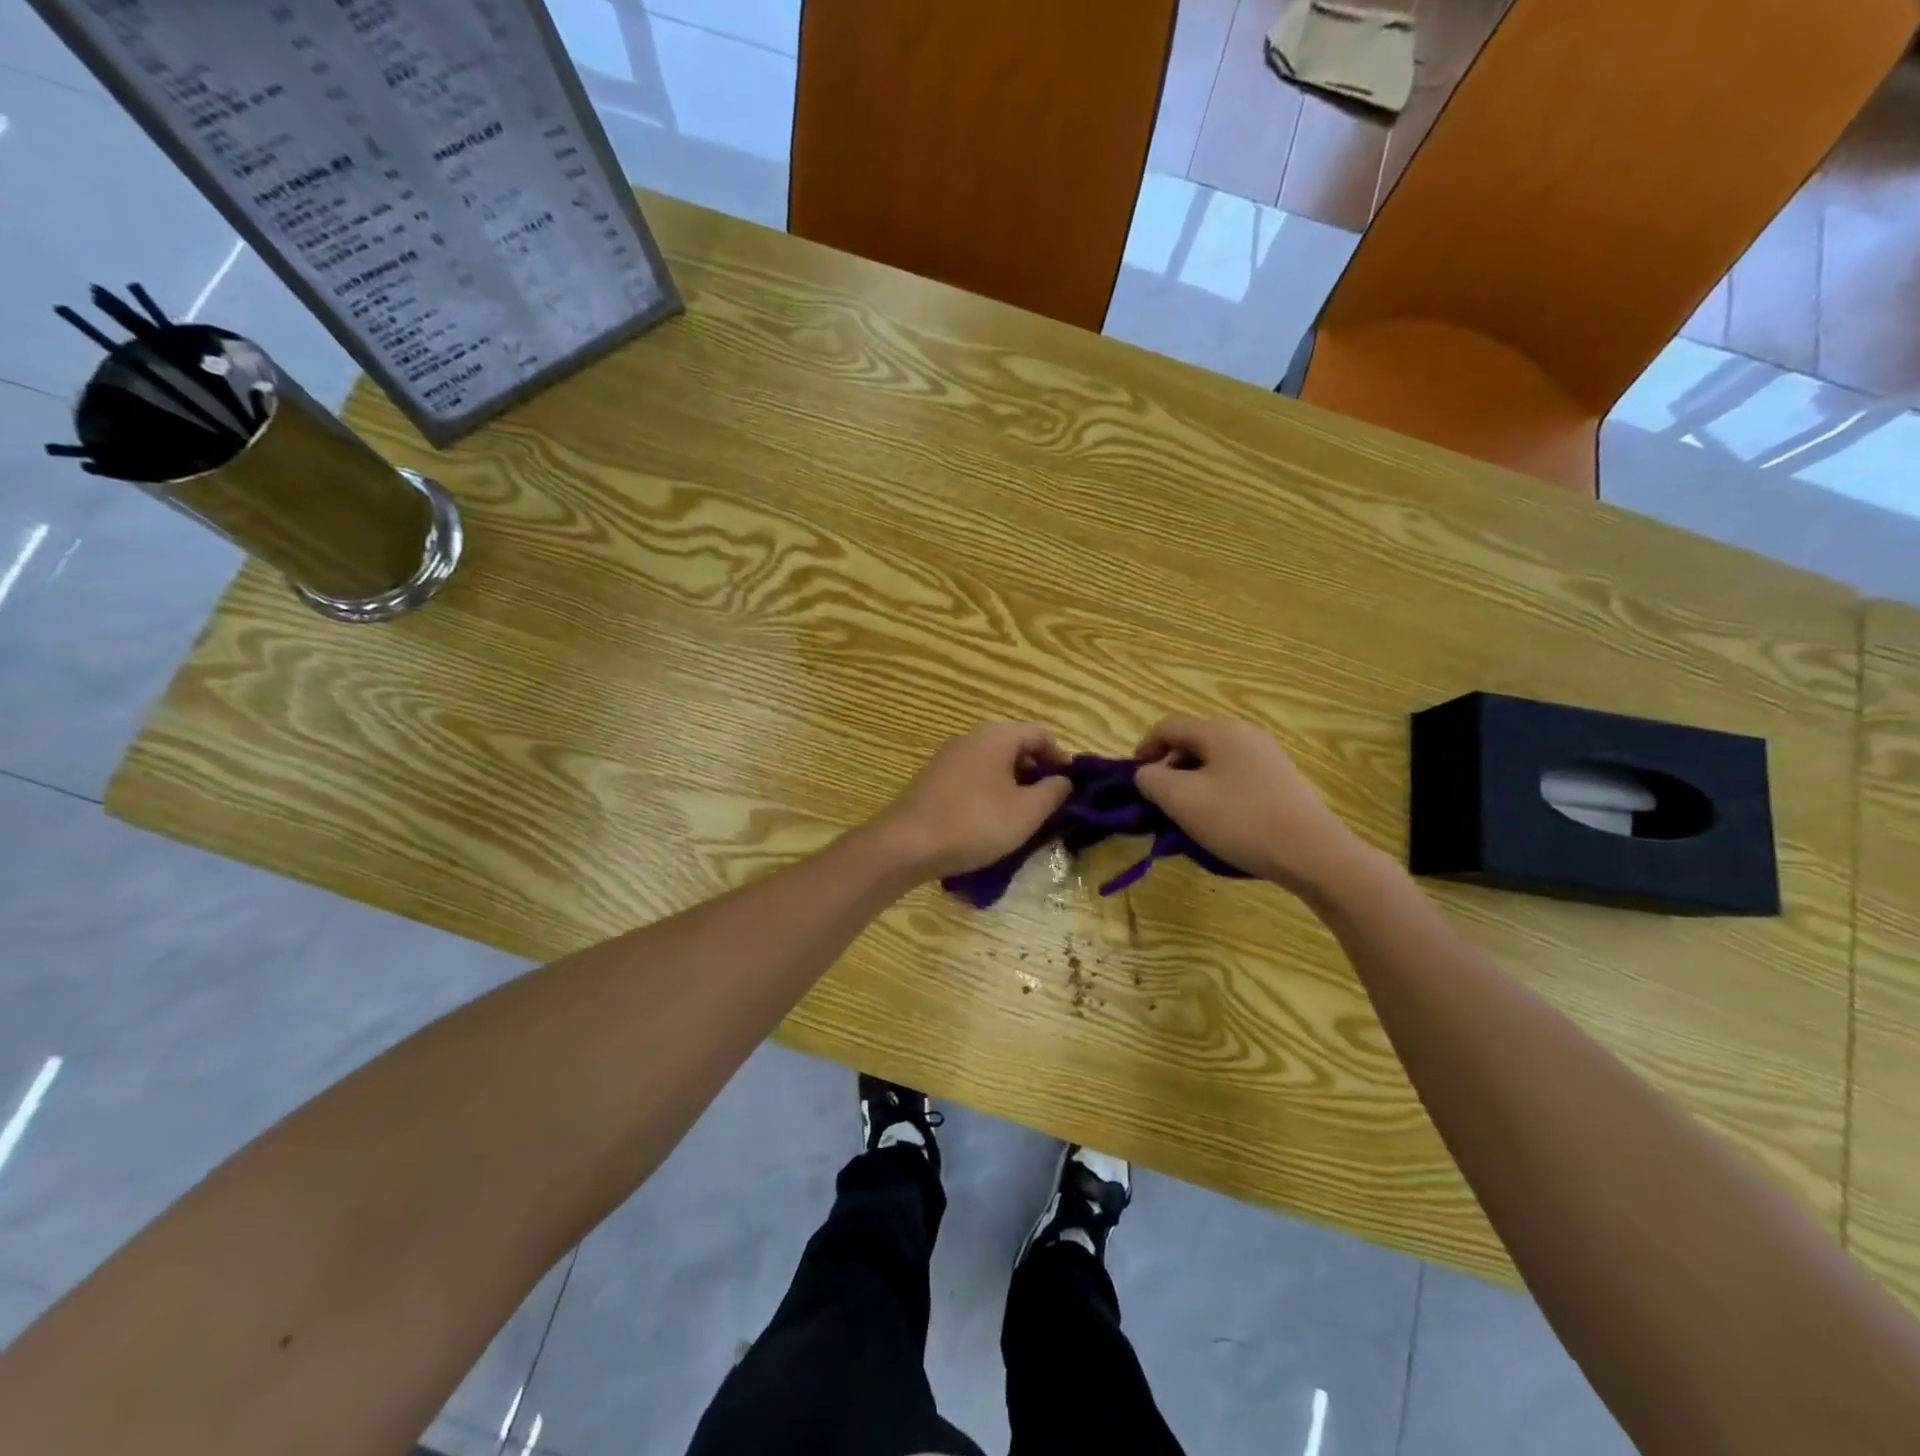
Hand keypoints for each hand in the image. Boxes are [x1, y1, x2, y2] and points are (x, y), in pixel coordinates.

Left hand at [872, 723, 1073, 880]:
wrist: (906, 844)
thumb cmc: (975, 823)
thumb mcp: (1026, 812)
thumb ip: (1053, 792)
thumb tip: (1064, 780)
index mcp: (997, 736)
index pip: (1041, 734)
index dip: (1062, 759)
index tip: (1071, 790)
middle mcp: (971, 738)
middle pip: (1016, 747)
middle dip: (1037, 775)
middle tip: (1050, 807)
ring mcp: (949, 758)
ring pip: (994, 765)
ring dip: (1014, 787)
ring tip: (1023, 819)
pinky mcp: (934, 780)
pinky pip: (974, 779)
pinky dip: (990, 794)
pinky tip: (990, 824)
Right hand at [1134, 716, 1368, 898]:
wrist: (1313, 853)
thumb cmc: (1240, 821)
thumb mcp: (1181, 800)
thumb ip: (1151, 780)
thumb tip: (1147, 774)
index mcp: (1219, 731)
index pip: (1168, 727)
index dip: (1144, 748)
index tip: (1134, 778)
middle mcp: (1245, 734)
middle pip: (1193, 742)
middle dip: (1169, 767)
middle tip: (1159, 800)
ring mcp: (1268, 756)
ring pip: (1214, 761)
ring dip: (1191, 782)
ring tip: (1187, 814)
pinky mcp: (1282, 780)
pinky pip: (1235, 776)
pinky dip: (1216, 791)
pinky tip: (1219, 820)